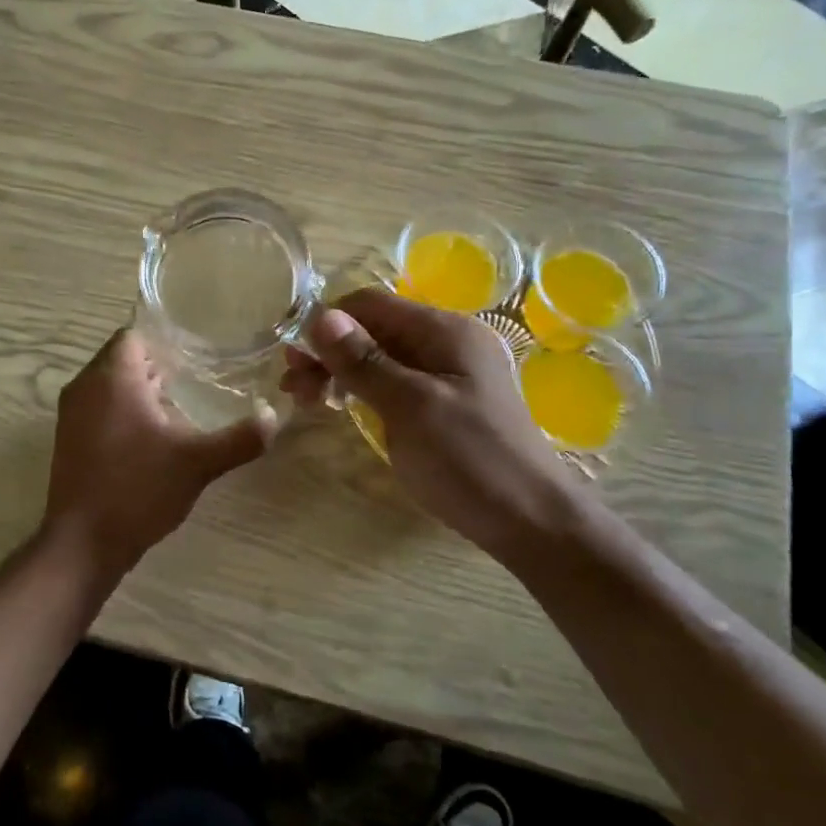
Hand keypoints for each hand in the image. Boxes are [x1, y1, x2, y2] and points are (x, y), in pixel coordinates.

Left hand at [43, 328, 274, 576]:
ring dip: (139, 389)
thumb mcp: (197, 463)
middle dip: (156, 364)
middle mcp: (85, 387)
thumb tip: (273, 417)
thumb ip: (239, 438)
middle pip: (120, 357)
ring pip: (108, 384)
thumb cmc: (138, 490)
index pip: (133, 334)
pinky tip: (152, 436)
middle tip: (195, 378)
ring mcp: (71, 414)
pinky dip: (122, 411)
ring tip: (178, 406)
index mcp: (112, 378)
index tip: (196, 354)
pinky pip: (98, 407)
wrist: (83, 542)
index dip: (164, 340)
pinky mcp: (68, 439)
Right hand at [281, 287, 583, 556]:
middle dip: (329, 350)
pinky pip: (393, 381)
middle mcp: (446, 342)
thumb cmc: (470, 459)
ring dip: (340, 371)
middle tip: (293, 388)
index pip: (370, 304)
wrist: (531, 522)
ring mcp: (446, 373)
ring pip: (379, 356)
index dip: (327, 323)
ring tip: (308, 400)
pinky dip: (362, 389)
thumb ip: (364, 360)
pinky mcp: (443, 403)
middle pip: (373, 328)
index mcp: (444, 330)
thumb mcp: (411, 407)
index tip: (293, 359)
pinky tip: (342, 407)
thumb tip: (319, 316)